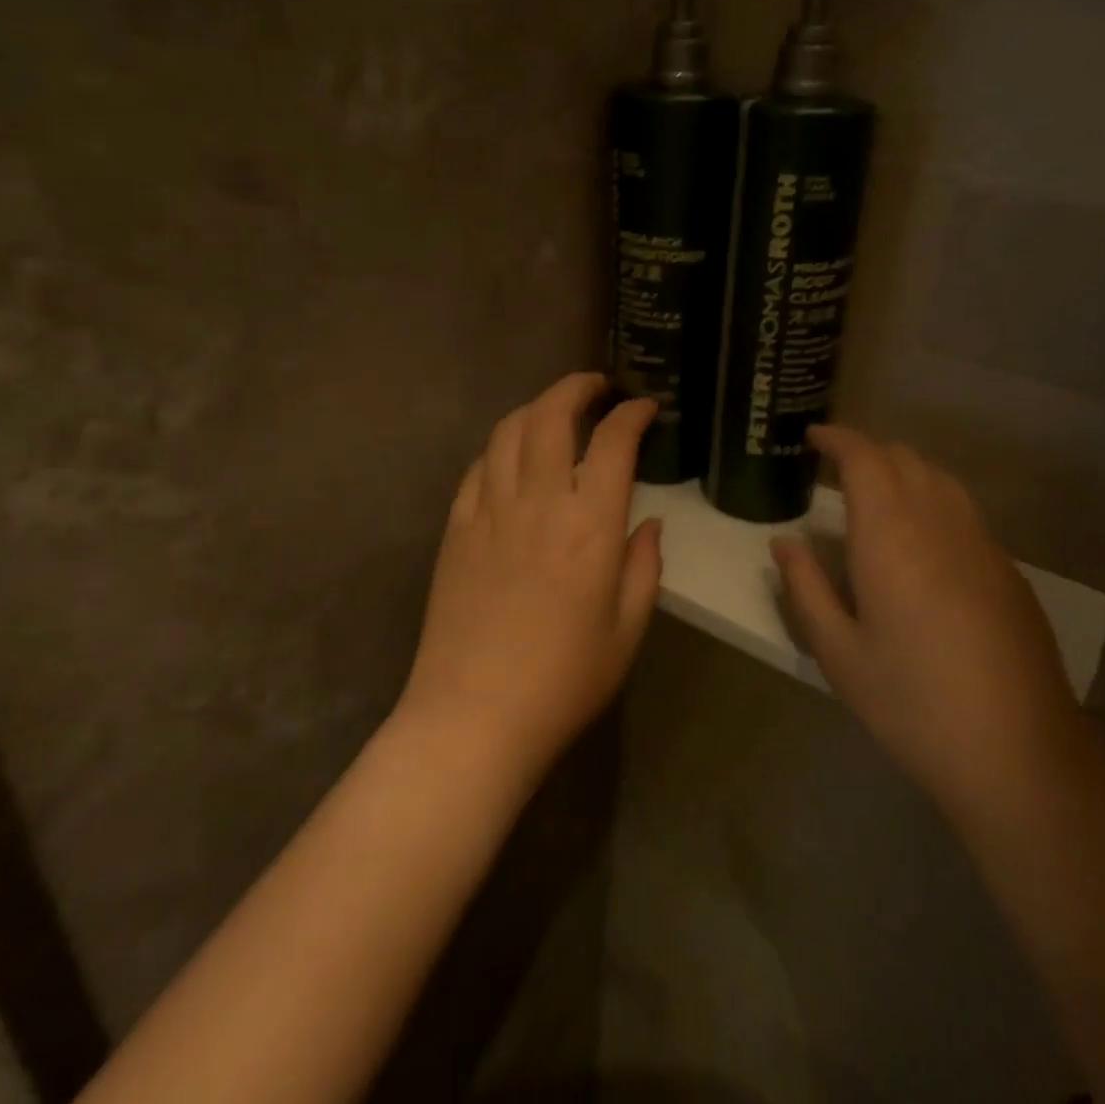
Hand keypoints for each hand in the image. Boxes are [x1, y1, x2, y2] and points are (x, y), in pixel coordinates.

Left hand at [397, 373, 661, 783]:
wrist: (474, 716)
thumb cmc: (564, 681)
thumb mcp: (627, 631)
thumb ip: (643, 567)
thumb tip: (648, 523)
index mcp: (590, 526)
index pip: (612, 443)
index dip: (631, 414)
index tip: (644, 408)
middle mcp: (538, 502)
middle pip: (551, 415)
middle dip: (576, 387)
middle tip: (595, 387)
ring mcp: (489, 511)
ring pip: (508, 431)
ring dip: (535, 408)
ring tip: (554, 412)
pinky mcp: (456, 528)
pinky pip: (477, 468)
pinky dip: (499, 447)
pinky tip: (510, 458)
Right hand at [771, 425, 1086, 818]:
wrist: (1019, 756)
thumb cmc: (912, 704)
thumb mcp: (838, 653)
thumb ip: (805, 588)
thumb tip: (784, 543)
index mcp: (891, 536)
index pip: (865, 458)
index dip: (837, 438)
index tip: (811, 438)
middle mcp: (940, 524)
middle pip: (904, 458)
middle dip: (866, 453)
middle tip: (833, 473)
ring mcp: (982, 544)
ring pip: (939, 479)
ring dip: (902, 472)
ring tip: (873, 499)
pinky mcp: (1008, 571)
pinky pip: (963, 510)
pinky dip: (931, 501)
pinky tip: (919, 543)